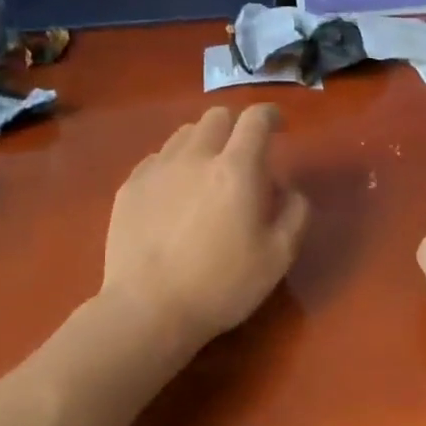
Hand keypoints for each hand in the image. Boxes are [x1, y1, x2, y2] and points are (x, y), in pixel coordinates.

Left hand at [100, 105, 310, 353]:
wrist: (147, 310)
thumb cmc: (221, 285)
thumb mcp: (278, 257)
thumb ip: (295, 214)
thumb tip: (289, 189)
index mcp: (236, 169)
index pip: (255, 119)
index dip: (271, 115)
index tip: (278, 126)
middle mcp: (195, 156)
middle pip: (217, 116)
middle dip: (236, 126)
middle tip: (242, 154)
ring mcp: (157, 168)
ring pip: (184, 133)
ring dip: (204, 142)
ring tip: (207, 171)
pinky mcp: (130, 186)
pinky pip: (158, 158)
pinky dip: (174, 164)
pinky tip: (174, 193)